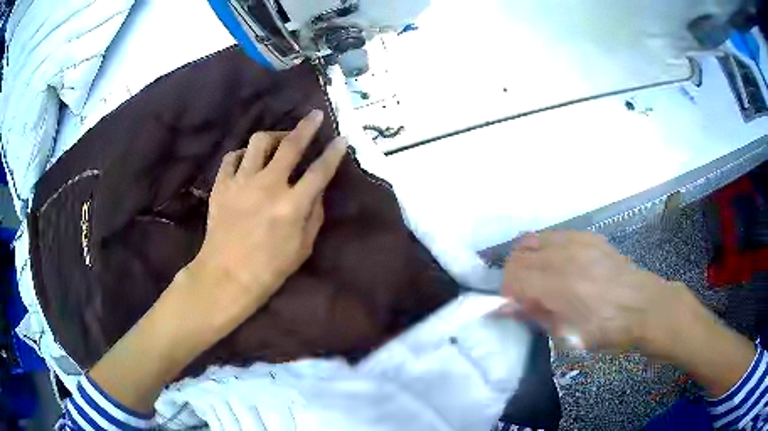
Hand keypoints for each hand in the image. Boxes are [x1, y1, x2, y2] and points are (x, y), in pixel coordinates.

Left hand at [188, 110, 346, 328]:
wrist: (226, 276)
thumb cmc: (268, 269)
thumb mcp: (303, 248)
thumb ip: (314, 215)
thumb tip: (317, 191)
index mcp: (292, 205)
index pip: (320, 170)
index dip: (334, 152)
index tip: (342, 138)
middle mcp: (268, 185)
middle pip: (290, 145)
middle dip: (307, 126)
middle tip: (315, 116)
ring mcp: (242, 182)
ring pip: (259, 143)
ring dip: (273, 136)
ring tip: (278, 141)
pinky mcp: (221, 185)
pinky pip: (233, 158)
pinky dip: (243, 155)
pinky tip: (248, 160)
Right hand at [503, 231, 682, 353]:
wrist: (643, 307)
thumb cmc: (606, 330)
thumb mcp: (568, 336)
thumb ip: (536, 316)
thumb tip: (507, 307)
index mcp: (559, 286)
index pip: (513, 275)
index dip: (507, 291)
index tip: (515, 304)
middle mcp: (564, 256)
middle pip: (519, 254)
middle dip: (515, 275)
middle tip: (526, 292)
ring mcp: (578, 241)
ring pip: (534, 239)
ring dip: (529, 258)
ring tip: (541, 276)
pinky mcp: (589, 236)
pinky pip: (555, 235)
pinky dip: (547, 249)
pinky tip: (560, 265)